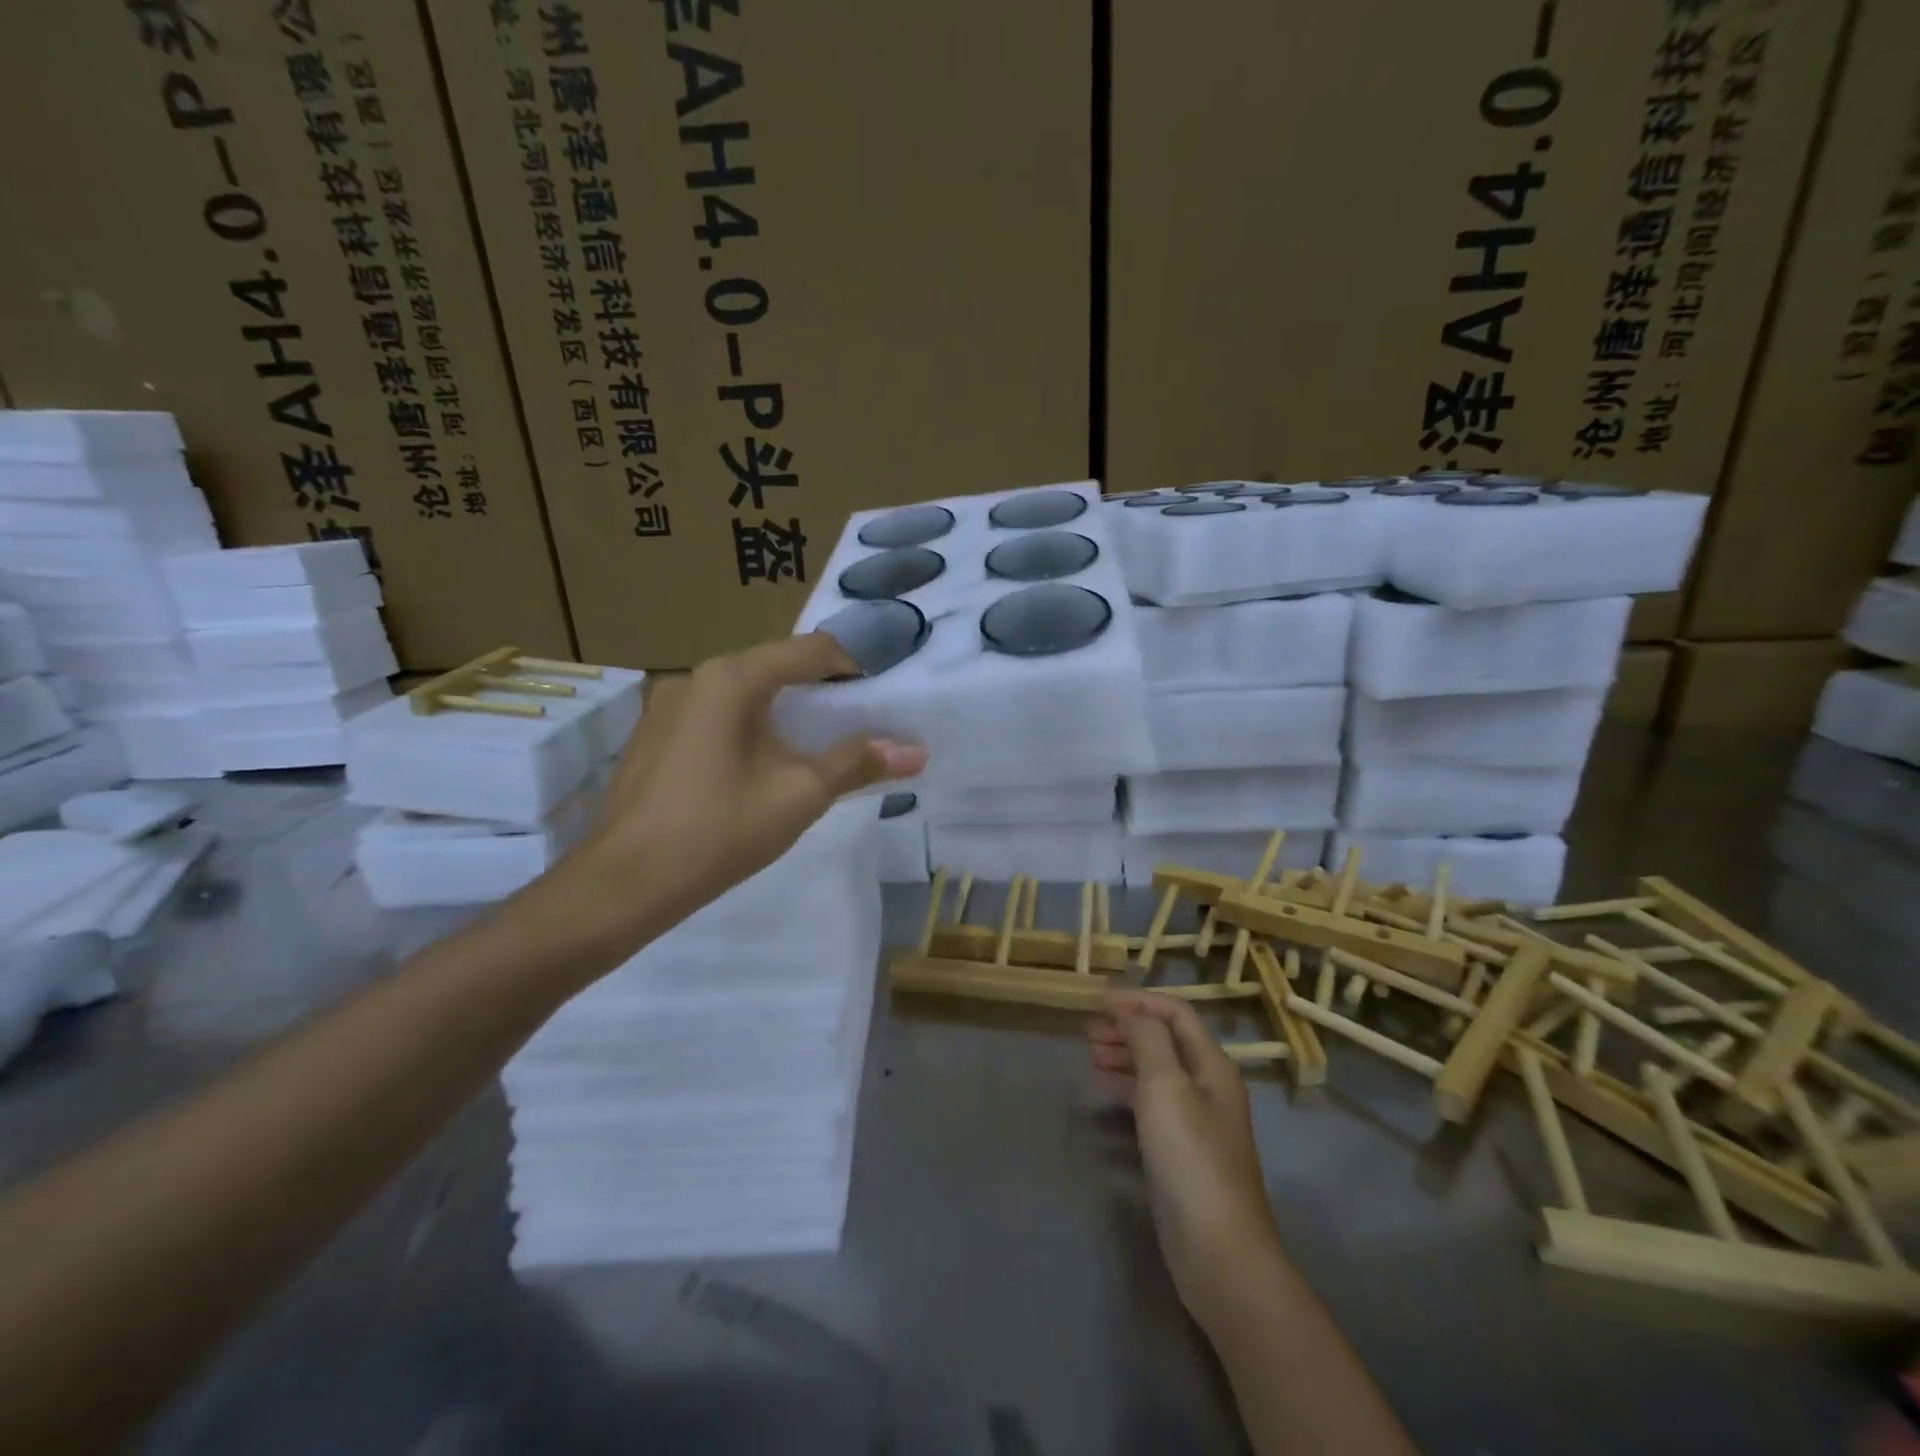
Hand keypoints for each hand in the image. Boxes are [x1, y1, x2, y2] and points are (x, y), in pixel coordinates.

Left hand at [536, 633, 926, 962]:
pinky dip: (746, 728)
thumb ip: (858, 763)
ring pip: (742, 693)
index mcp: (733, 678)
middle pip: (774, 668)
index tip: (881, 696)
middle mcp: (696, 676)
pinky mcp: (652, 735)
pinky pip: (713, 715)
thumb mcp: (800, 794)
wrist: (626, 882)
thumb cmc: (720, 829)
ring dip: (781, 711)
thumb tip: (917, 751)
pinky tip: (755, 768)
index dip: (854, 667)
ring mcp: (666, 705)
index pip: (810, 651)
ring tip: (809, 748)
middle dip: (818, 692)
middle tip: (852, 724)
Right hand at [1089, 990, 1284, 1328]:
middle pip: (1165, 1040)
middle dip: (1128, 1026)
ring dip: (1125, 1054)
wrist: (1218, 1251)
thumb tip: (1131, 1012)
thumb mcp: (1166, 1085)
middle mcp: (1208, 1085)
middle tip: (1087, 1030)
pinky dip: (1127, 1086)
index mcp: (1212, 1064)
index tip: (1096, 999)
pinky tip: (1105, 1090)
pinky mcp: (1182, 1150)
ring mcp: (1196, 1119)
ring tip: (1090, 1054)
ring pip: (1157, 1069)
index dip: (1138, 1000)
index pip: (1175, 1013)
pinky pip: (1151, 1101)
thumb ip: (1148, 1039)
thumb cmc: (1191, 1157)